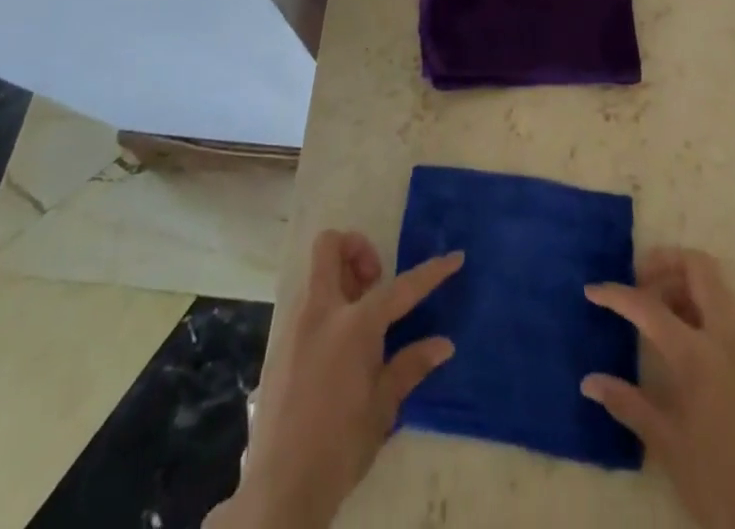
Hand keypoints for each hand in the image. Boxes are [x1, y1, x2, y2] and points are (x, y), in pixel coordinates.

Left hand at [209, 230, 463, 528]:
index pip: (401, 288)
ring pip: (317, 275)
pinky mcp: (280, 345)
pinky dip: (327, 308)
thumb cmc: (340, 446)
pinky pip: (306, 306)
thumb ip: (411, 366)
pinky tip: (339, 350)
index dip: (432, 272)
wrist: (281, 489)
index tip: (455, 258)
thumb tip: (444, 344)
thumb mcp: (383, 407)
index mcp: (354, 325)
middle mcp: (321, 312)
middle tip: (375, 281)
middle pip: (330, 246)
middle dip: (356, 248)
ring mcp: (295, 326)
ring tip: (362, 322)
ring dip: (341, 280)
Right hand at [583, 248, 734, 528]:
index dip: (616, 295)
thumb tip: (589, 381)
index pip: (649, 306)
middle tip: (637, 282)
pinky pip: (724, 310)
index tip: (591, 291)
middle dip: (664, 263)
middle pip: (698, 268)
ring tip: (654, 311)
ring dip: (682, 283)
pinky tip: (678, 339)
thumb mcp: (666, 445)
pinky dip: (698, 305)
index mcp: (699, 354)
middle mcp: (725, 337)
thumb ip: (627, 403)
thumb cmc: (718, 483)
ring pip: (714, 285)